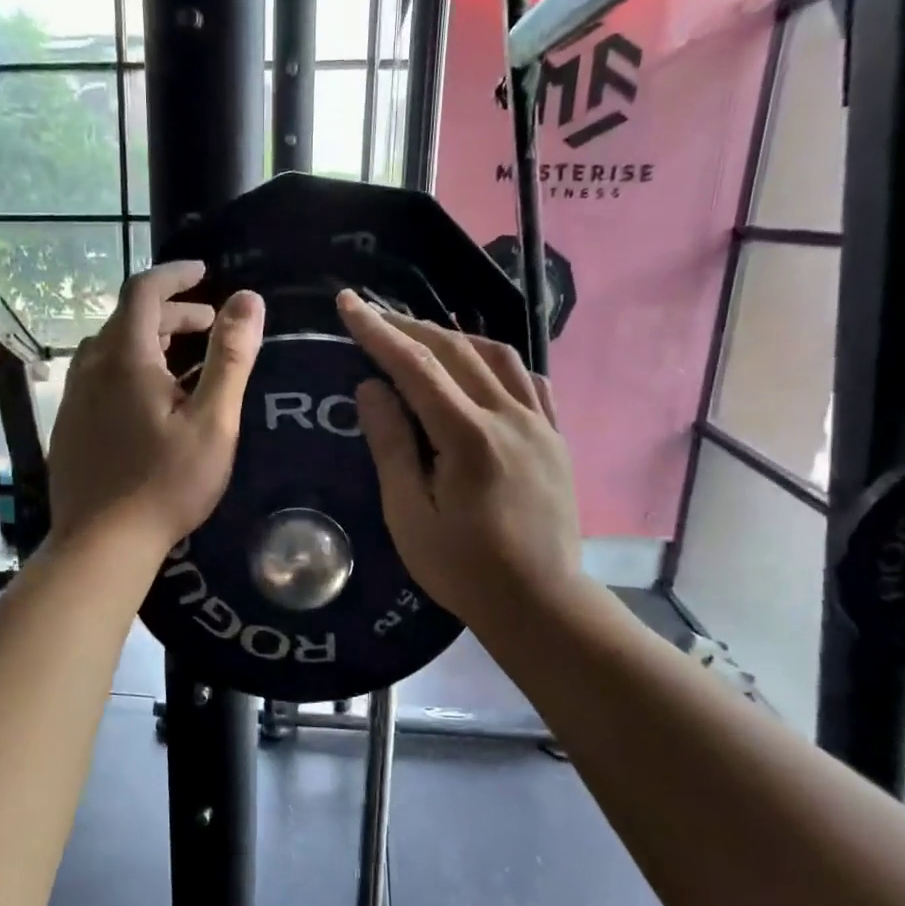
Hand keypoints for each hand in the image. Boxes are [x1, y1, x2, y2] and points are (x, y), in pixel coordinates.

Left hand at [47, 261, 265, 558]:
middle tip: (209, 326)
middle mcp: (91, 367)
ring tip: (185, 361)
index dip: (175, 275)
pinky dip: (130, 368)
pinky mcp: (69, 424)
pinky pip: (101, 377)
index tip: (203, 273)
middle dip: (171, 313)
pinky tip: (152, 402)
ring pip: (112, 349)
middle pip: (128, 320)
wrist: (102, 542)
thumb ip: (230, 357)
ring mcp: (74, 397)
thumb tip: (248, 300)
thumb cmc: (165, 482)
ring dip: (150, 341)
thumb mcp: (212, 421)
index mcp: (125, 358)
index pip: (143, 290)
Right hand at [337, 290, 580, 628]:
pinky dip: (498, 363)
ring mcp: (540, 425)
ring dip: (454, 338)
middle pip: (457, 351)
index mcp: (469, 437)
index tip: (348, 303)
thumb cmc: (463, 568)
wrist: (540, 602)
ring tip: (421, 339)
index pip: (417, 366)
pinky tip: (482, 370)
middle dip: (410, 327)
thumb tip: (372, 388)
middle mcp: (510, 417)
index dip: (378, 331)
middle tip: (373, 316)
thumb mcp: (409, 516)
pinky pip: (529, 381)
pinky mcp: (556, 438)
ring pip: (498, 357)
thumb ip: (392, 447)